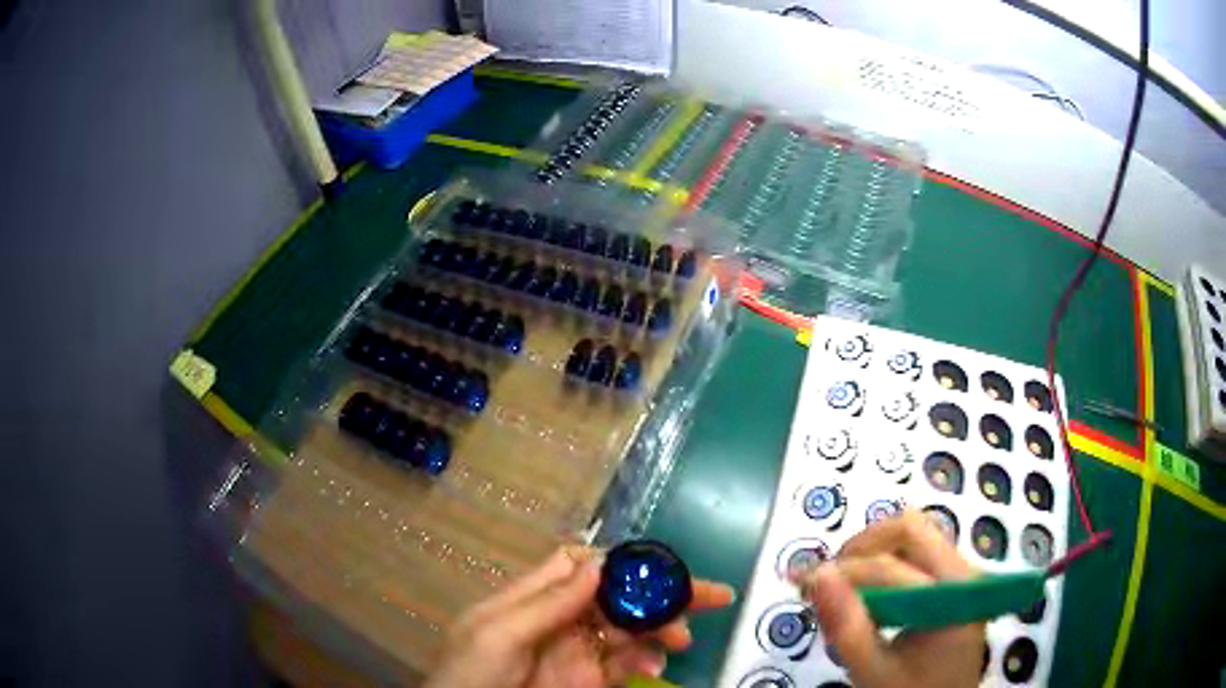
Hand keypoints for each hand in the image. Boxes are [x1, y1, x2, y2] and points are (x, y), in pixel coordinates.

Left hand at [425, 546, 734, 687]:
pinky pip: (628, 664)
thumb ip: (547, 602)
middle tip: (709, 595)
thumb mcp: (497, 634)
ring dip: (661, 627)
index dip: (618, 561)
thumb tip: (599, 563)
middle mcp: (560, 621)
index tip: (653, 567)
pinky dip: (649, 659)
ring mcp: (578, 653)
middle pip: (617, 596)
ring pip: (630, 628)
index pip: (580, 567)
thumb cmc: (470, 674)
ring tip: (681, 638)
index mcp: (533, 600)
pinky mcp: (591, 682)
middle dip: (659, 593)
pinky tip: (657, 664)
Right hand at [793, 509, 985, 687]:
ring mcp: (962, 571)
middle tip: (827, 579)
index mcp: (951, 596)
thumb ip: (847, 628)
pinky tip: (868, 591)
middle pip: (910, 529)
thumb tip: (817, 575)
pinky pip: (918, 550)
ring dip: (872, 551)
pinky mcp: (954, 577)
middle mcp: (964, 571)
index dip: (843, 571)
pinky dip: (886, 560)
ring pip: (914, 533)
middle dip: (861, 547)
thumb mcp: (874, 672)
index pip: (891, 567)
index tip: (799, 582)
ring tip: (844, 586)